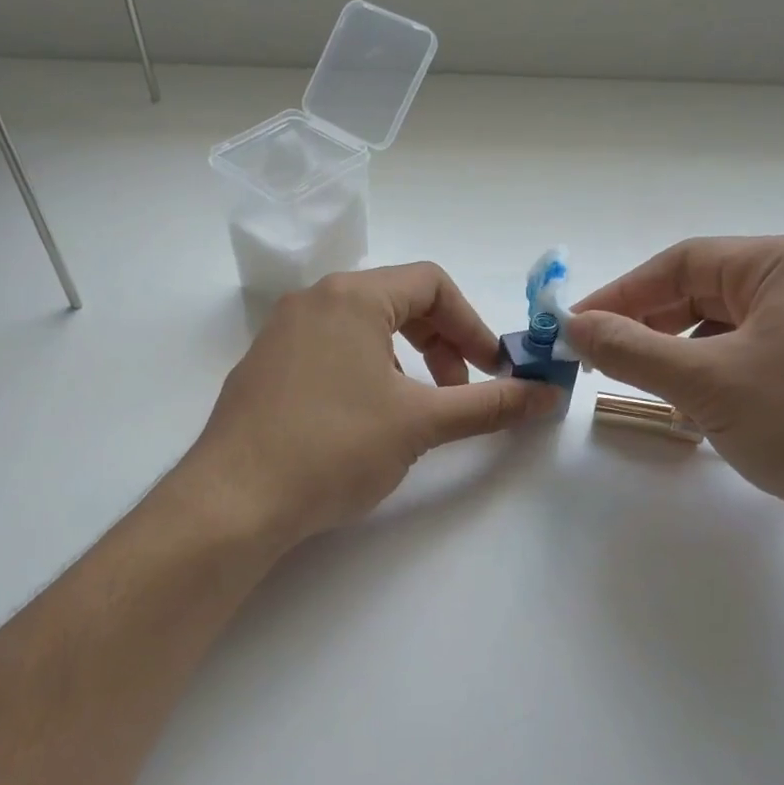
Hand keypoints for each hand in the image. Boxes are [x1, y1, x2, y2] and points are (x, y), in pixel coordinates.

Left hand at [183, 264, 559, 547]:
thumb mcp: (421, 424)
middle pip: (396, 303)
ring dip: (403, 363)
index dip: (473, 325)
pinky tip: (363, 424)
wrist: (236, 500)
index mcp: (352, 297)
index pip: (432, 284)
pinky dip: (364, 375)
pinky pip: (328, 354)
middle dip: (441, 345)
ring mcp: (280, 335)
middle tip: (457, 393)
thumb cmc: (335, 448)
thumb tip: (548, 395)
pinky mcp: (263, 370)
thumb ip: (489, 405)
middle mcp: (311, 301)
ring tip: (412, 413)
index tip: (494, 370)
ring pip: (361, 330)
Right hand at [568, 235, 783, 551]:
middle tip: (603, 364)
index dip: (620, 295)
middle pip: (708, 294)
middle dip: (652, 329)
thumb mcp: (707, 383)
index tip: (574, 330)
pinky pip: (762, 359)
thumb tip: (573, 326)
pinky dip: (723, 381)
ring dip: (685, 360)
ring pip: (733, 331)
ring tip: (656, 396)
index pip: (682, 263)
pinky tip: (708, 416)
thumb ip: (631, 350)